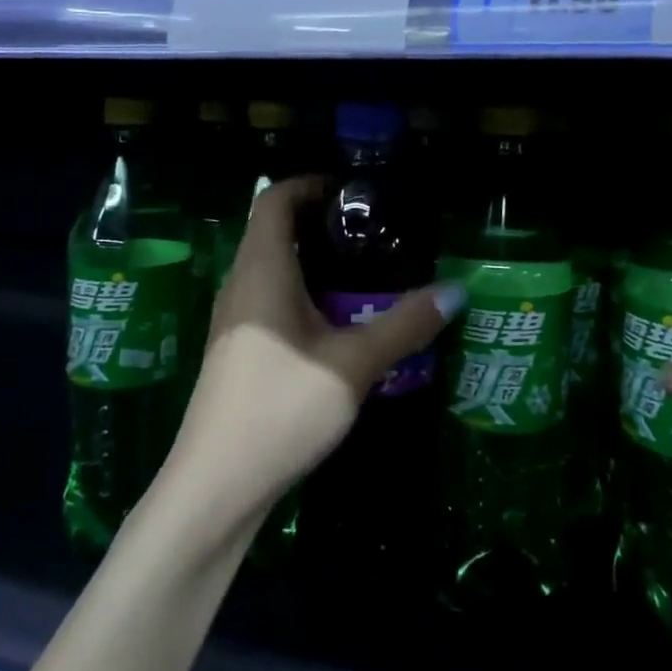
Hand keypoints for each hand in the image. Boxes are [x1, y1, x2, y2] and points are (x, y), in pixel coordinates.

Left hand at [161, 176, 462, 526]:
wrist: (217, 486)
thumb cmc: (282, 407)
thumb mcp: (354, 364)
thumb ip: (405, 325)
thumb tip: (454, 290)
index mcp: (261, 270)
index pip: (273, 200)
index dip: (308, 183)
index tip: (351, 189)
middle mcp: (240, 285)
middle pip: (272, 231)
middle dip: (318, 221)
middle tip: (372, 229)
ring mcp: (234, 320)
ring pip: (271, 268)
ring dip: (311, 259)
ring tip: (363, 269)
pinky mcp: (237, 350)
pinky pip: (270, 299)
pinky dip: (302, 291)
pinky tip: (337, 319)